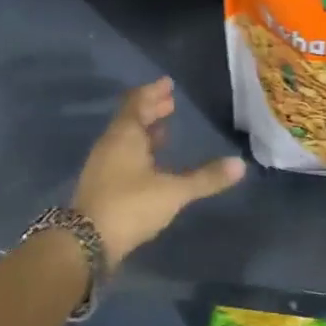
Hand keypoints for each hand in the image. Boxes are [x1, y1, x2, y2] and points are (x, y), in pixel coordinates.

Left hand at [72, 78, 245, 265]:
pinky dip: (138, 150)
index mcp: (124, 135)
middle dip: (151, 109)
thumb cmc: (130, 205)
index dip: (153, 92)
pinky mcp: (101, 184)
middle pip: (130, 119)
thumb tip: (240, 164)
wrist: (86, 241)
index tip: (168, 83)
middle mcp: (110, 144)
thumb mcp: (173, 192)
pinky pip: (121, 155)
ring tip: (164, 128)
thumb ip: (205, 178)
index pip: (137, 103)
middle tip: (170, 102)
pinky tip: (151, 163)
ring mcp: (102, 164)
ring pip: (125, 138)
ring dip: (144, 130)